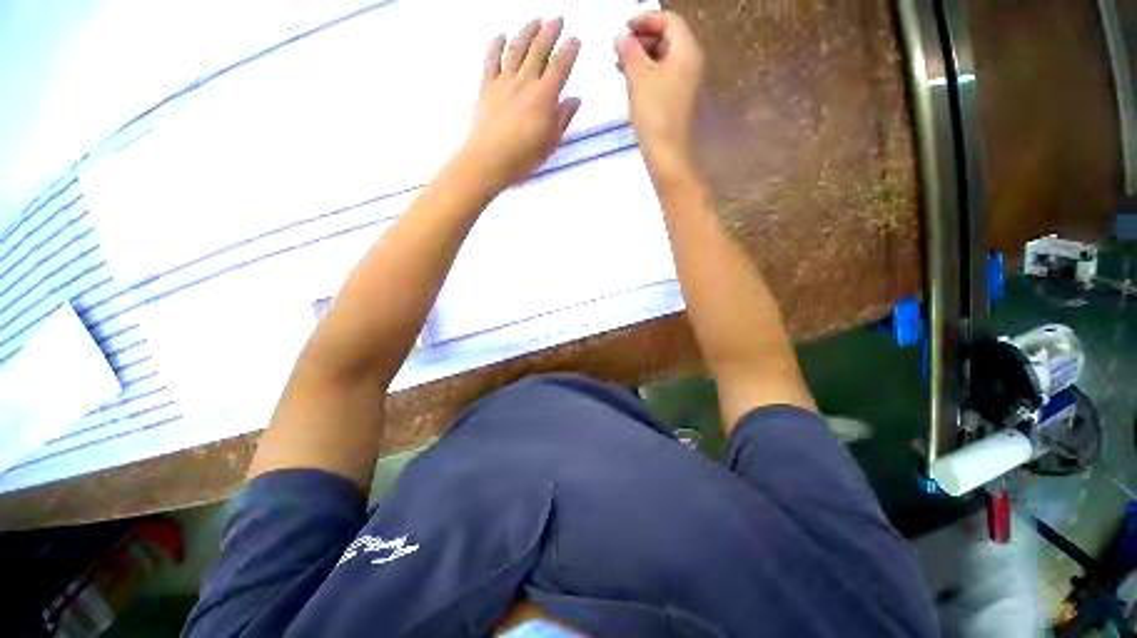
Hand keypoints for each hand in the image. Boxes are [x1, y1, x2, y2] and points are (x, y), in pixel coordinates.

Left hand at [460, 18, 580, 192]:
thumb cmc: (523, 157)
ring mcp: (504, 82)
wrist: (489, 160)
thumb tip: (574, 100)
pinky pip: (491, 60)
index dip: (569, 51)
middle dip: (550, 31)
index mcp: (544, 97)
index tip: (575, 39)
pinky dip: (496, 44)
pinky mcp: (486, 87)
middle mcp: (525, 82)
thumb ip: (562, 118)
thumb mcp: (550, 142)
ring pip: (516, 48)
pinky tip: (500, 35)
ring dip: (527, 31)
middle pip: (539, 50)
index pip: (559, 67)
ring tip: (535, 20)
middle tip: (558, 19)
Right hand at [615, 11, 704, 180]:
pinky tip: (633, 87)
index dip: (645, 19)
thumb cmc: (655, 114)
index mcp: (687, 51)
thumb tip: (621, 37)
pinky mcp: (680, 102)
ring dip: (643, 59)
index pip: (669, 20)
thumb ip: (630, 52)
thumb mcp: (639, 78)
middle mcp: (692, 63)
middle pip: (668, 39)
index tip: (623, 30)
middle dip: (642, 40)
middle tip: (619, 51)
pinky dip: (648, 76)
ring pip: (664, 60)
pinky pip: (664, 78)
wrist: (668, 155)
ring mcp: (687, 85)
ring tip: (622, 69)